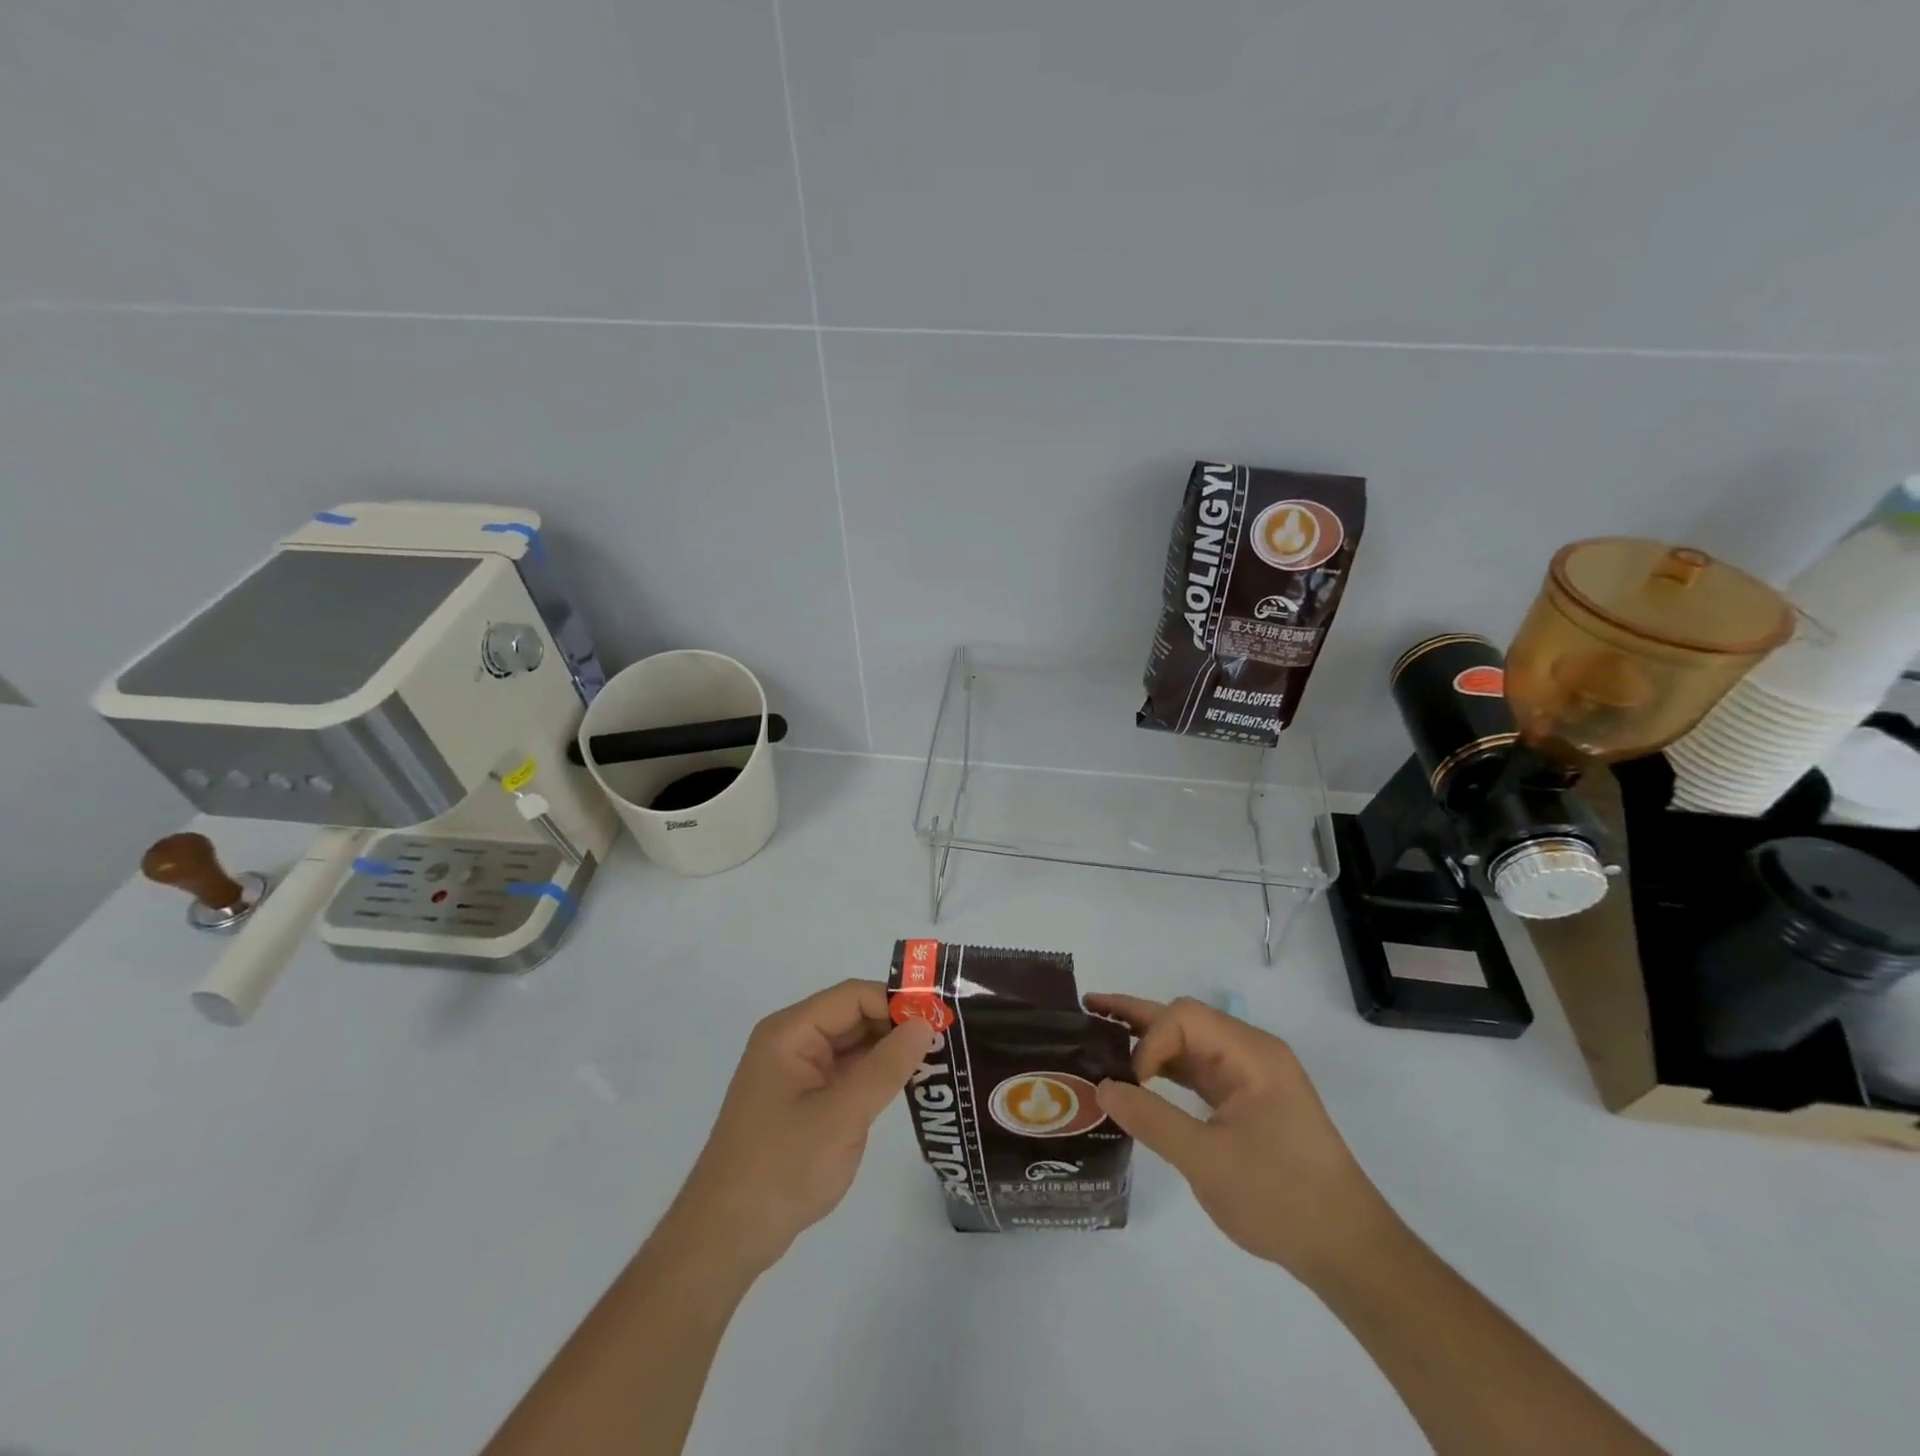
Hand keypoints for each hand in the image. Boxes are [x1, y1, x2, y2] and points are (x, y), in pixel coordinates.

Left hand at [666, 980, 933, 1279]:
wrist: (726, 1239)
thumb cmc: (781, 1169)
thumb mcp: (841, 1116)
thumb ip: (886, 1068)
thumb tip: (925, 1024)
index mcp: (791, 1032)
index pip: (853, 996)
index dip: (897, 1002)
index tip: (941, 1019)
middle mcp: (793, 1042)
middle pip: (854, 1016)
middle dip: (897, 1025)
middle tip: (948, 1039)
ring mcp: (797, 1072)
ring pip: (853, 1045)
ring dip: (890, 1051)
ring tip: (939, 1059)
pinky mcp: (804, 1100)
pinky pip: (846, 1073)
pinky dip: (876, 1075)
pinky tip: (908, 1085)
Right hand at [1085, 994, 1396, 1282]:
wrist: (1347, 1250)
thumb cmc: (1281, 1198)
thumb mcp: (1208, 1162)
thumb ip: (1151, 1119)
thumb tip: (1103, 1088)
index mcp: (1251, 1054)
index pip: (1185, 1018)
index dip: (1148, 1041)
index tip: (1130, 1084)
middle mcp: (1251, 1053)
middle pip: (1185, 1020)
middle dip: (1137, 1017)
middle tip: (1088, 1010)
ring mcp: (1251, 1077)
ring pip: (1190, 1044)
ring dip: (1148, 1042)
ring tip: (1102, 1036)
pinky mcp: (1248, 1101)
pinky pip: (1199, 1071)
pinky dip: (1166, 1070)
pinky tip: (1138, 1077)